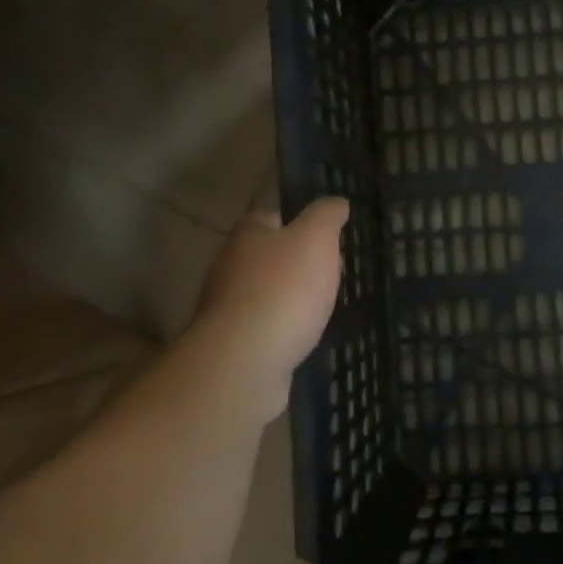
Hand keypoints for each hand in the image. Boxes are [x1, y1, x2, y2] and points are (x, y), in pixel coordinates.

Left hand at [190, 198, 347, 393]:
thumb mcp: (315, 238)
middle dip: (297, 263)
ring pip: (265, 292)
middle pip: (269, 255)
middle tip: (331, 273)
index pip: (272, 215)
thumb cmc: (283, 289)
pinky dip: (282, 329)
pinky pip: (263, 327)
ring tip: (322, 308)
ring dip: (290, 298)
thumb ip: (326, 216)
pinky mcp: (231, 342)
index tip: (326, 236)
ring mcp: (226, 306)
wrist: (244, 361)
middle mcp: (229, 264)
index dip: (299, 221)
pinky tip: (302, 337)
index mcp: (247, 233)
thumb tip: (336, 202)